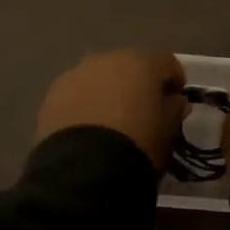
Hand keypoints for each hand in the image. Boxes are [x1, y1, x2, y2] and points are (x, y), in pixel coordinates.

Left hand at [35, 49, 187, 168]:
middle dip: (138, 83)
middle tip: (142, 110)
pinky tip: (88, 128)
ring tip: (111, 121)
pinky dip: (85, 104)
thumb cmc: (137, 145)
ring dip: (108, 91)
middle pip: (129, 65)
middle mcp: (107, 59)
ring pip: (100, 77)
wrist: (84, 170)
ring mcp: (76, 74)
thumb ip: (174, 110)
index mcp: (141, 62)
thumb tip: (174, 101)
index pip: (166, 63)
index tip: (176, 101)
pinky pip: (77, 93)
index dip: (174, 80)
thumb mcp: (167, 132)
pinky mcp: (53, 94)